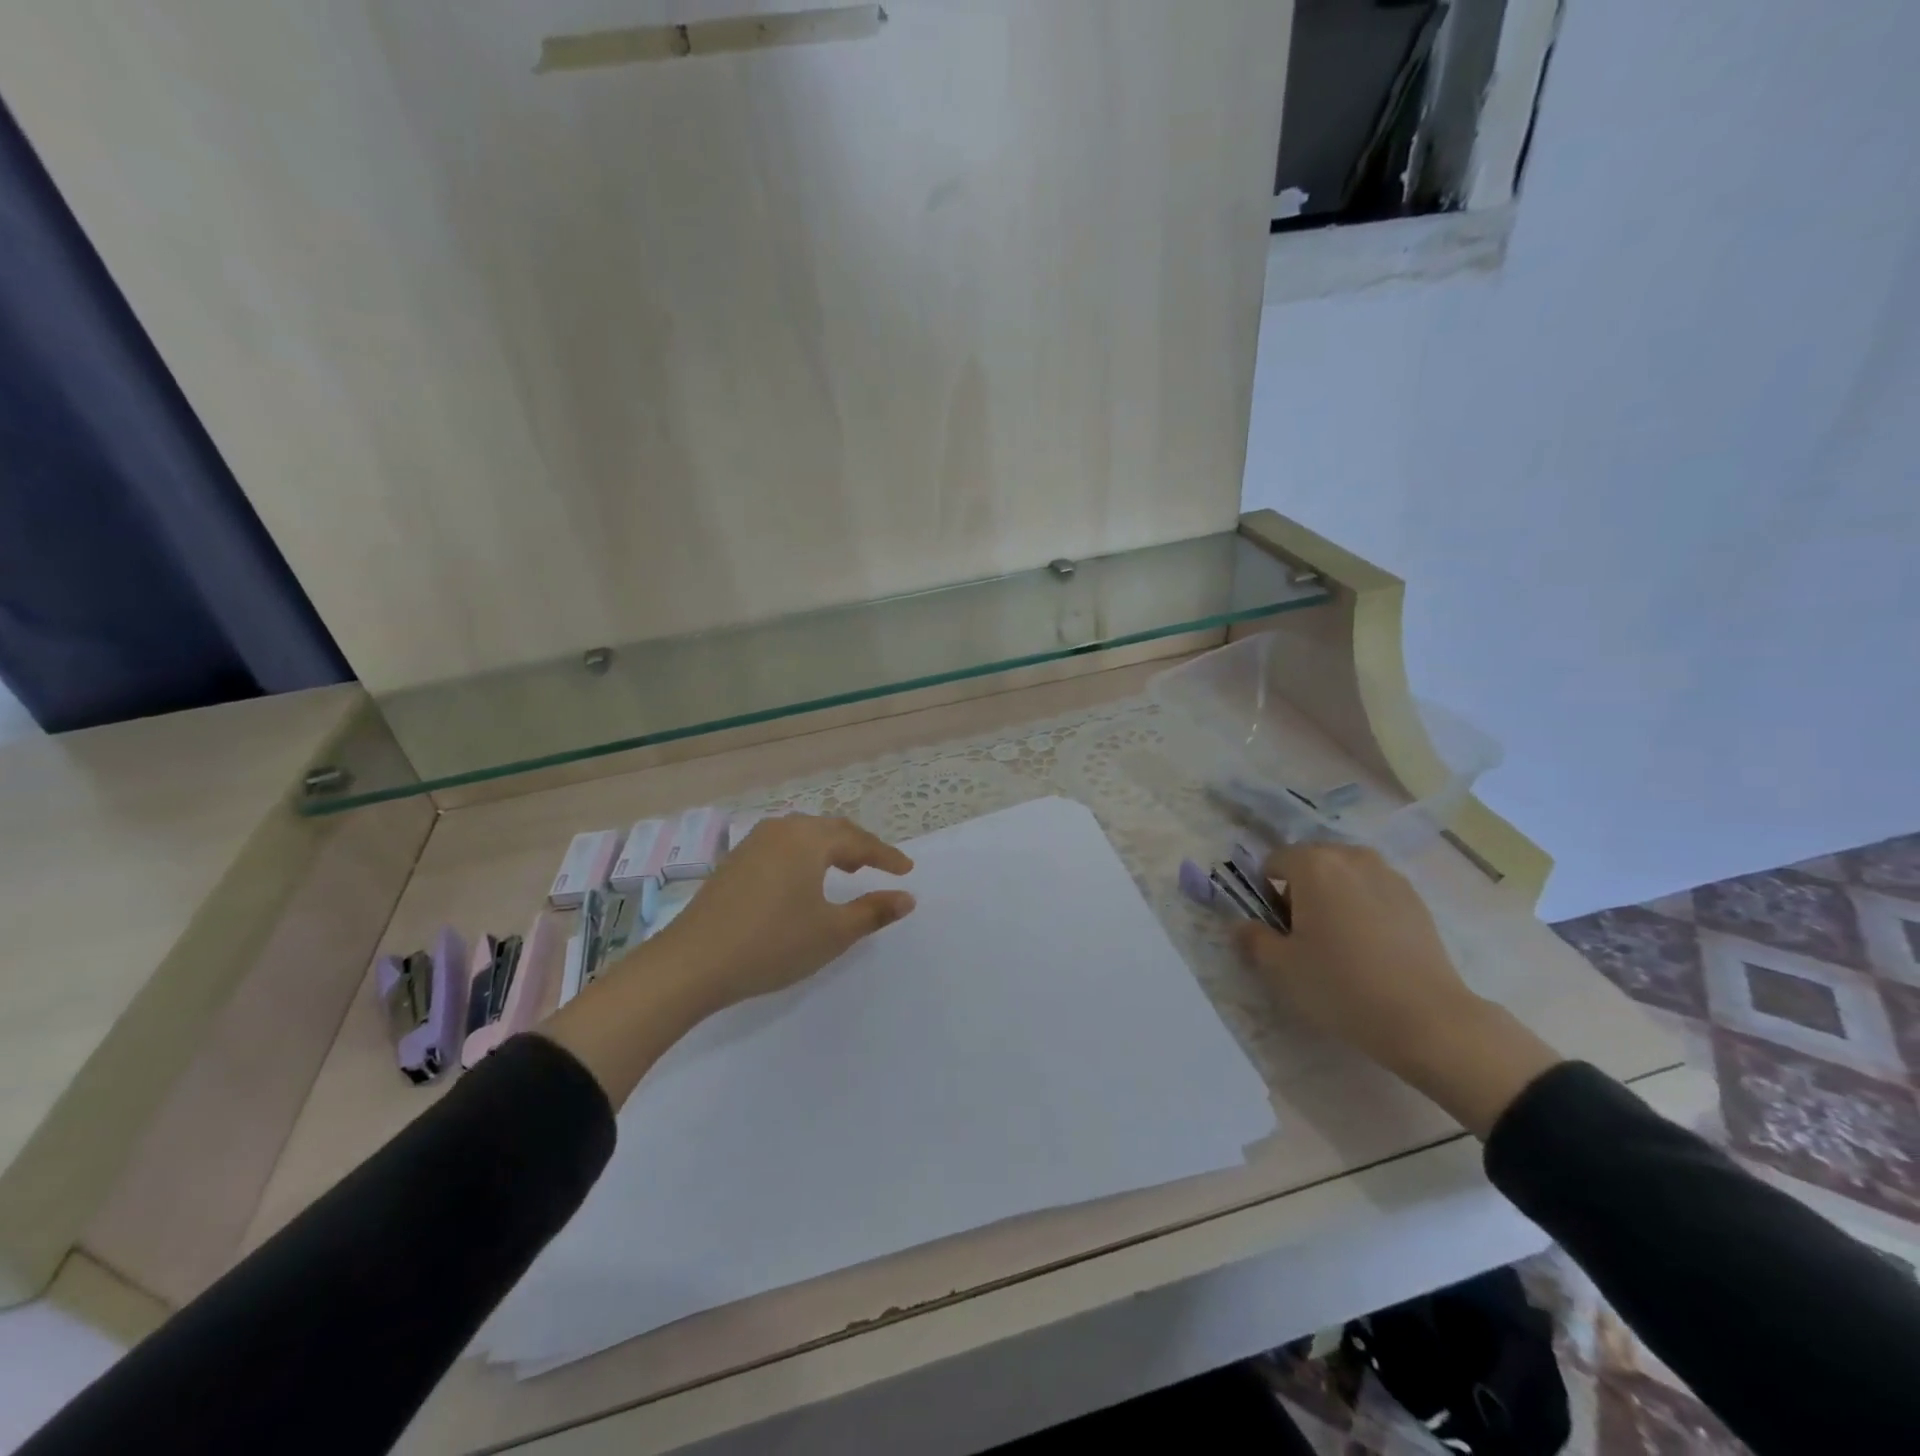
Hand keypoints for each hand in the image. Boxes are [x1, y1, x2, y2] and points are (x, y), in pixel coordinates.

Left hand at [646, 814, 915, 1016]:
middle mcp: (781, 830)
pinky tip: (804, 880)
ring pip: (804, 836)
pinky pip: (783, 846)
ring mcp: (753, 843)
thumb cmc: (772, 944)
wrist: (691, 963)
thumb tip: (906, 898)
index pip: (858, 840)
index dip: (885, 856)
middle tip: (879, 866)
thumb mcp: (832, 932)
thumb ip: (873, 912)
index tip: (906, 871)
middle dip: (858, 846)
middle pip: (830, 830)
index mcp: (808, 839)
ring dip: (830, 849)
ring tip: (846, 870)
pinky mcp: (734, 861)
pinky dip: (805, 856)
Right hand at [1232, 842, 1561, 1135]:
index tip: (1277, 928)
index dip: (1266, 893)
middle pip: (1311, 864)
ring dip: (1333, 897)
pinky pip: (1373, 892)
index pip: (1273, 862)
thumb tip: (1243, 925)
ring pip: (1344, 876)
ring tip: (1340, 942)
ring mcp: (1389, 875)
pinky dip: (1363, 908)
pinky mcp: (1416, 899)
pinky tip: (1371, 948)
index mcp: (1313, 864)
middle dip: (1301, 891)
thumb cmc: (1341, 986)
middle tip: (1305, 936)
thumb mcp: (1281, 967)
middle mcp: (1351, 857)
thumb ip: (1253, 938)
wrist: (1427, 1020)